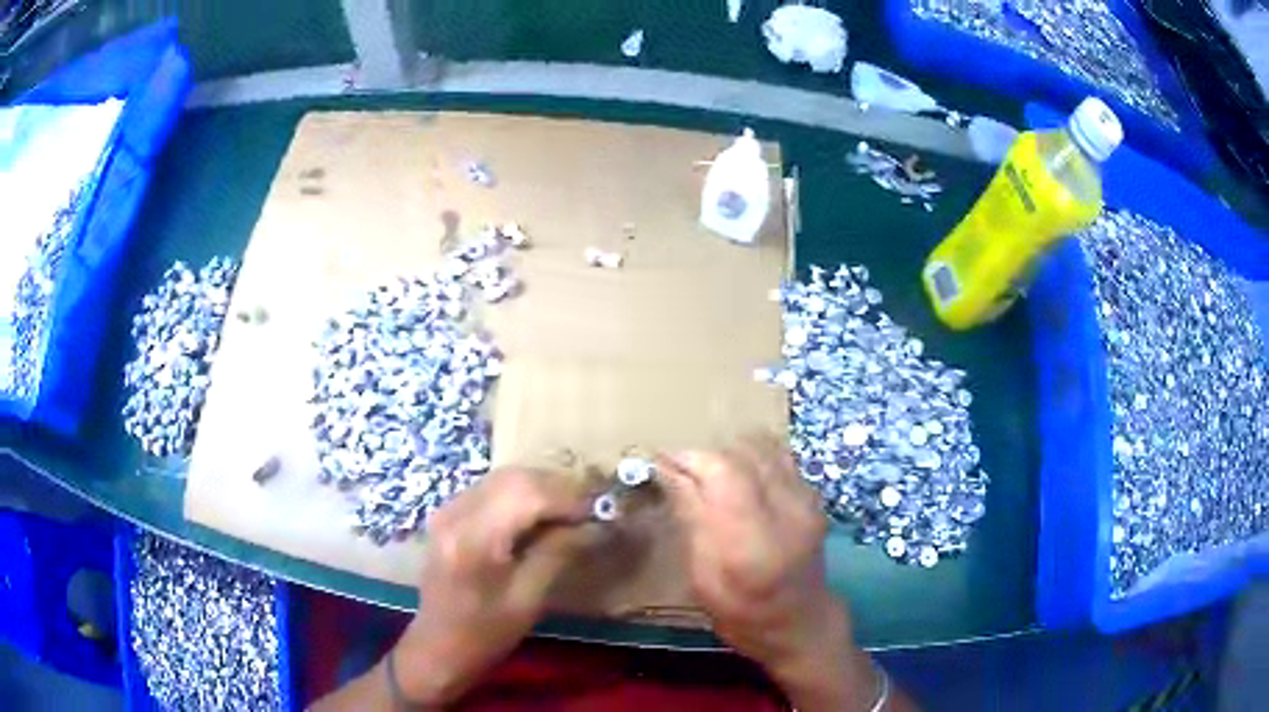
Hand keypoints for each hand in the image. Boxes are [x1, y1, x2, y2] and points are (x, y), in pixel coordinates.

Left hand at [393, 467, 599, 705]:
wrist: (438, 646)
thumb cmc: (485, 633)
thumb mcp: (529, 599)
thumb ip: (558, 553)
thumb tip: (595, 523)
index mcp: (474, 538)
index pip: (529, 494)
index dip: (571, 497)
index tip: (604, 510)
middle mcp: (456, 512)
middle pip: (515, 477)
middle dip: (559, 487)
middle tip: (592, 508)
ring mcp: (448, 509)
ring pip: (504, 477)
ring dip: (542, 487)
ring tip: (573, 511)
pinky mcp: (449, 514)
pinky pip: (492, 489)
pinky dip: (523, 494)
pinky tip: (542, 515)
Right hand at [658, 435, 880, 711]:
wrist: (801, 623)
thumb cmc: (742, 613)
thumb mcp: (703, 579)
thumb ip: (692, 521)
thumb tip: (669, 473)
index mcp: (752, 542)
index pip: (721, 472)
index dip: (688, 460)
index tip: (660, 464)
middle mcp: (786, 510)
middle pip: (740, 453)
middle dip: (704, 456)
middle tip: (680, 473)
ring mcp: (806, 500)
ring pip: (762, 447)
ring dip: (729, 453)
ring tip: (710, 475)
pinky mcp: (813, 496)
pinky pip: (779, 457)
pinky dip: (753, 459)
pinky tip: (740, 481)